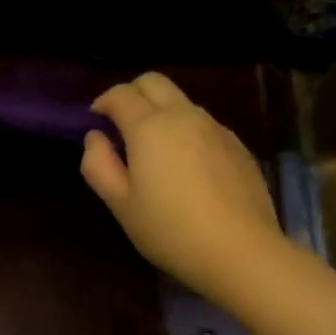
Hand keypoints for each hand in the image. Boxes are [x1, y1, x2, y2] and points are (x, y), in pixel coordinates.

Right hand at [81, 72, 281, 297]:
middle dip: (132, 94)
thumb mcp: (120, 205)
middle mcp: (184, 116)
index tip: (95, 122)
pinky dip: (185, 130)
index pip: (120, 94)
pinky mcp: (237, 145)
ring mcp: (215, 128)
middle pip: (153, 82)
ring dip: (160, 112)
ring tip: (153, 150)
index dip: (102, 103)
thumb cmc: (169, 230)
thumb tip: (95, 137)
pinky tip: (186, 167)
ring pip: (181, 101)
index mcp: (149, 127)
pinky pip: (203, 123)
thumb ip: (98, 164)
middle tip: (120, 125)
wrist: (240, 251)